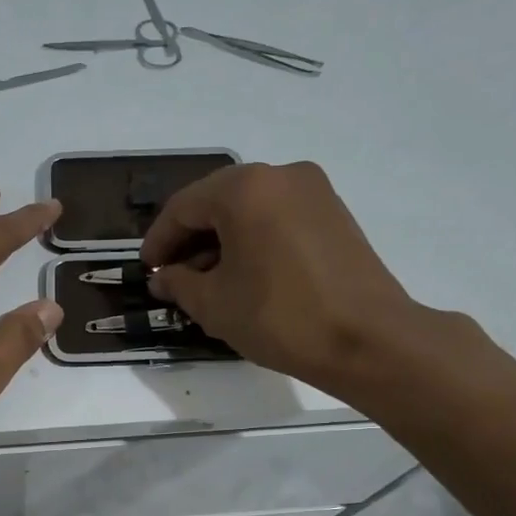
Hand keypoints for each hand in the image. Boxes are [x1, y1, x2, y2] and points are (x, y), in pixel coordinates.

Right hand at [140, 161, 423, 392]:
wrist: (368, 339)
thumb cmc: (280, 317)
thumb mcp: (214, 304)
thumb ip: (179, 283)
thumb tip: (163, 278)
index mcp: (244, 189)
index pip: (183, 208)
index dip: (158, 241)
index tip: (147, 271)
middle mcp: (280, 175)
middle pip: (217, 202)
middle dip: (190, 240)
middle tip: (173, 277)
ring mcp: (313, 191)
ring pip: (249, 209)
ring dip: (222, 241)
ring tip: (207, 282)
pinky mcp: (334, 213)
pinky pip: (277, 217)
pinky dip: (253, 240)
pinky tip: (245, 275)